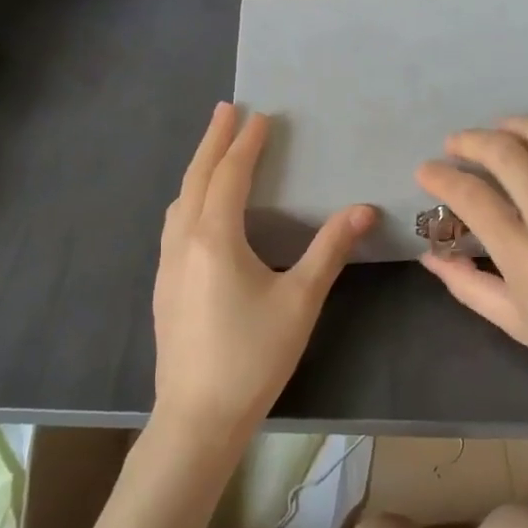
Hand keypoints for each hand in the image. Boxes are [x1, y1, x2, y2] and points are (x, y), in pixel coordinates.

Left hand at [153, 103, 375, 450]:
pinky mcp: (164, 288)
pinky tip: (199, 213)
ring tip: (213, 153)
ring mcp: (167, 266)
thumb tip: (363, 208)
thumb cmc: (253, 355)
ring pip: (179, 203)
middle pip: (195, 179)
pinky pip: (174, 226)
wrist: (198, 417)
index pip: (229, 176)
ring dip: (197, 171)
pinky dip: (189, 200)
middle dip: (212, 142)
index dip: (246, 144)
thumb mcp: (300, 299)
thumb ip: (330, 249)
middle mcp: (183, 242)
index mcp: (214, 238)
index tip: (260, 115)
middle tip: (225, 110)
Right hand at [417, 118, 527, 424]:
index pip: (471, 196)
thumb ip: (467, 285)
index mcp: (523, 254)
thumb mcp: (514, 322)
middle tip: (455, 144)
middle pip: (505, 154)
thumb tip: (431, 255)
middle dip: (470, 141)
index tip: (427, 171)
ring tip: (499, 130)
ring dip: (515, 125)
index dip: (440, 176)